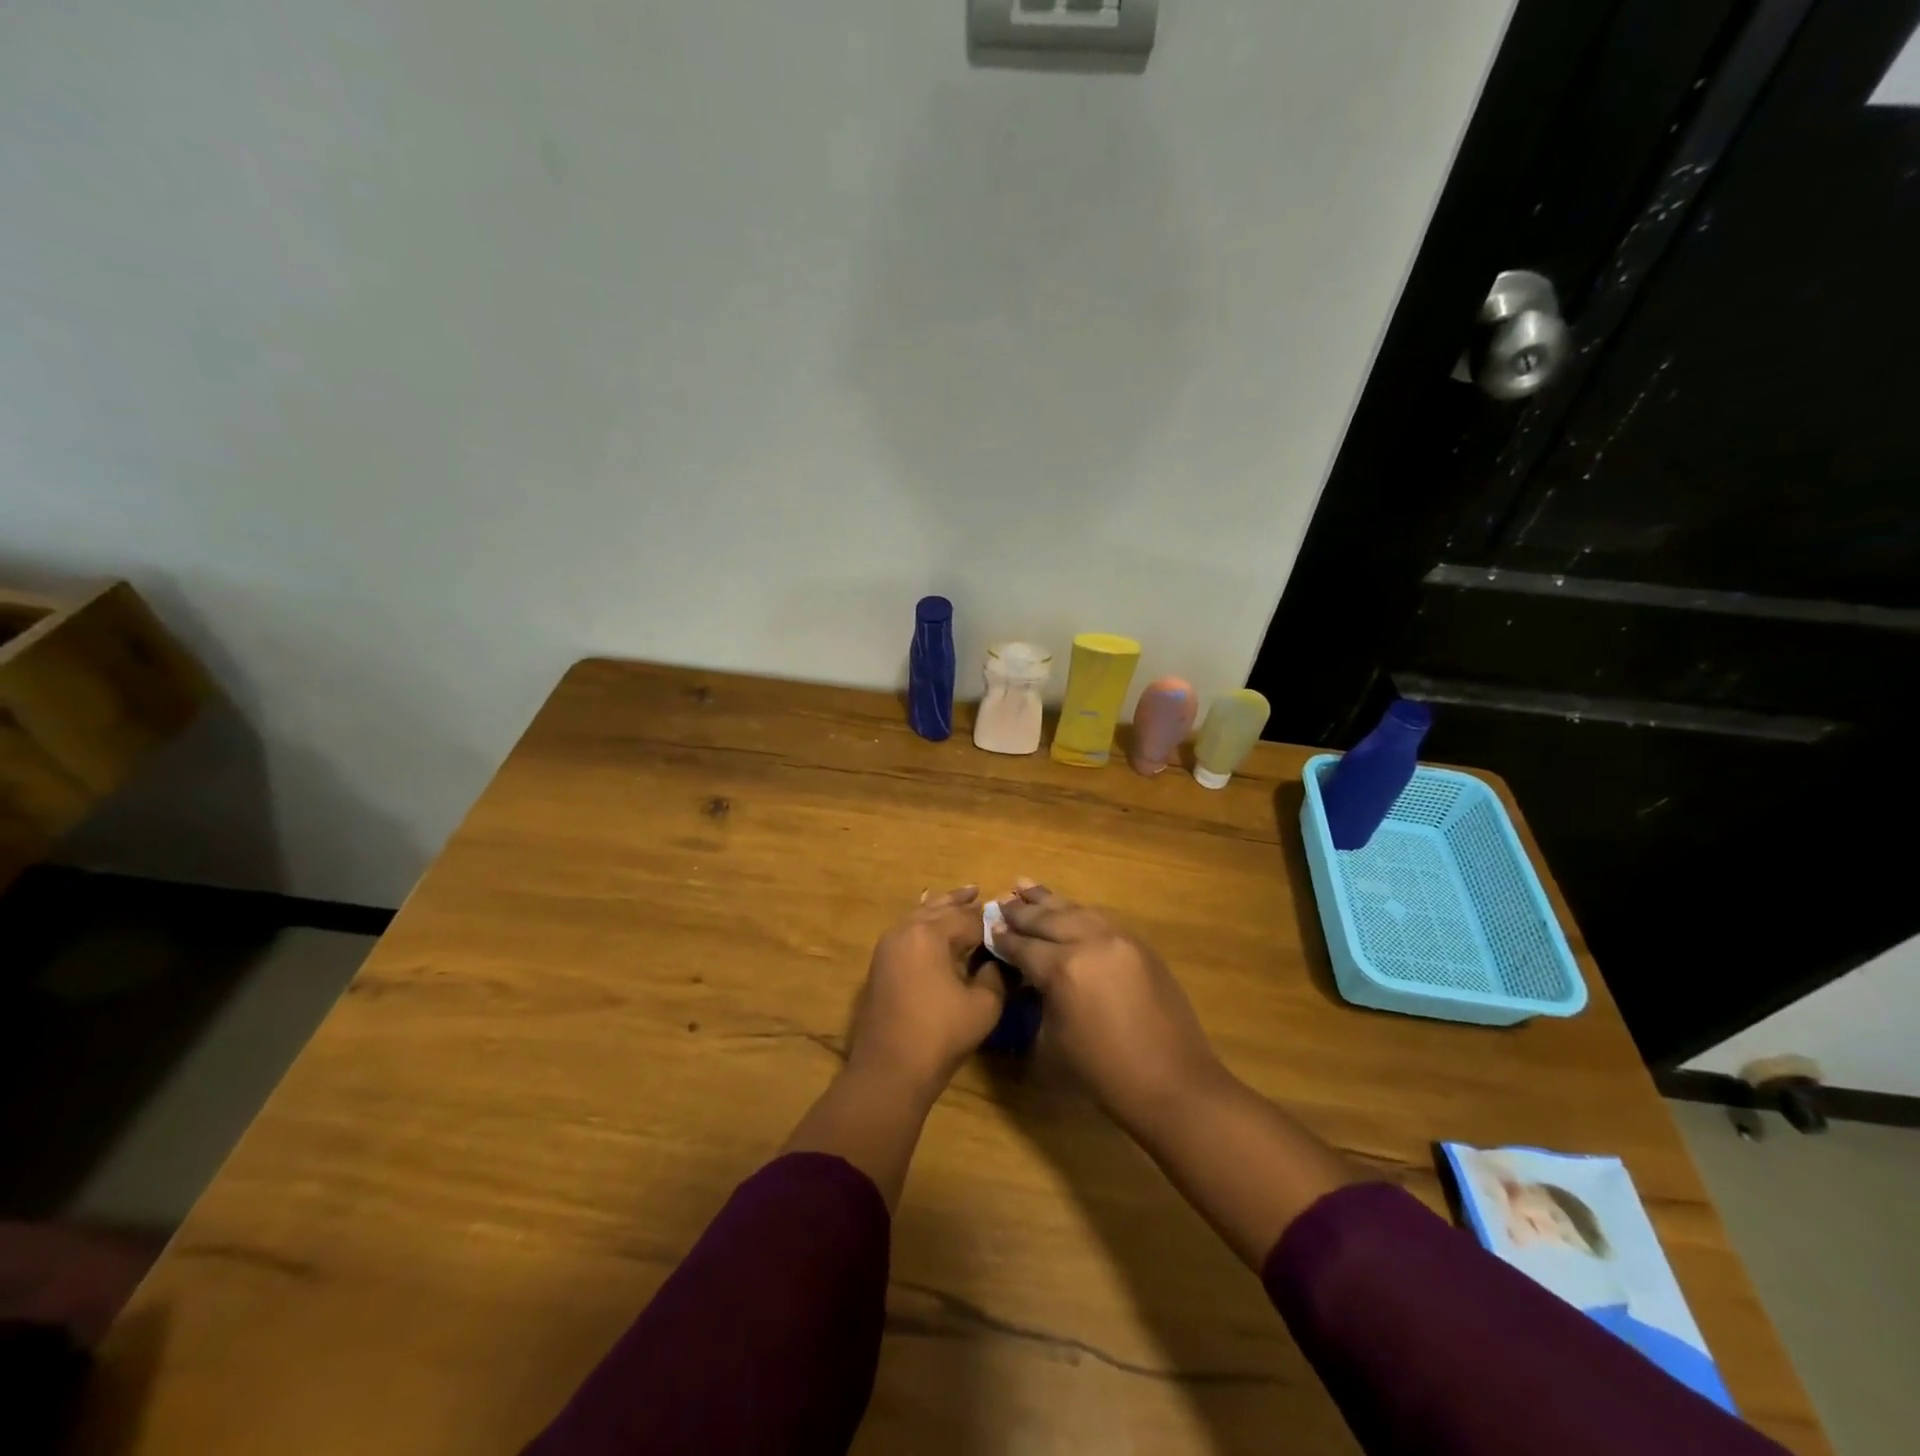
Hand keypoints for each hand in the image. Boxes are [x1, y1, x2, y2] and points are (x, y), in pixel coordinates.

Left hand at [846, 886, 1005, 1103]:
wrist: (889, 1071)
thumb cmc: (940, 1035)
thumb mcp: (983, 1005)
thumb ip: (995, 974)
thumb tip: (999, 958)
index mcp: (930, 933)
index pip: (970, 919)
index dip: (993, 921)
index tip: (1011, 920)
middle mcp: (906, 930)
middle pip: (940, 909)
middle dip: (962, 903)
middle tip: (981, 893)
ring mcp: (888, 946)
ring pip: (920, 916)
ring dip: (941, 909)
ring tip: (960, 899)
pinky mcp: (880, 963)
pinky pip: (907, 931)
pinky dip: (924, 924)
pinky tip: (933, 926)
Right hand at [992, 880, 1225, 1135]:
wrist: (1173, 1084)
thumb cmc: (1105, 1074)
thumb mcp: (1055, 1038)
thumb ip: (1040, 996)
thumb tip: (1032, 975)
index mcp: (1064, 969)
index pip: (1024, 946)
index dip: (1004, 938)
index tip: (987, 927)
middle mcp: (1090, 942)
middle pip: (1048, 918)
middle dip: (1022, 912)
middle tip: (1001, 901)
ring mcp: (1119, 939)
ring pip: (1077, 910)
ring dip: (1049, 901)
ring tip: (1025, 886)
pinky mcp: (1140, 945)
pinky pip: (1101, 918)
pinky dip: (1078, 911)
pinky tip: (1066, 908)